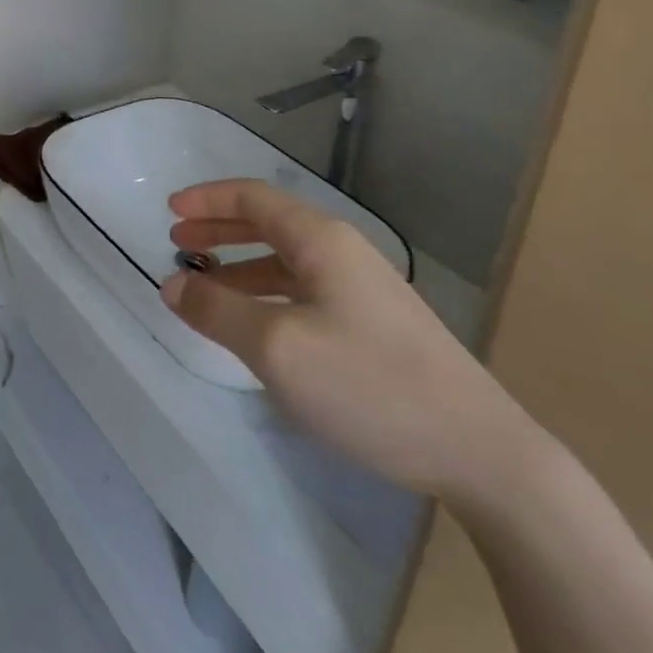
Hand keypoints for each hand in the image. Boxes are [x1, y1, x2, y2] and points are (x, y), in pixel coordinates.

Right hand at [161, 179, 535, 500]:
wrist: (483, 454)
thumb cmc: (370, 384)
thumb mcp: (276, 347)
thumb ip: (216, 310)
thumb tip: (172, 285)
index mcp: (321, 241)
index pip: (253, 197)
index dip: (207, 199)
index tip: (168, 211)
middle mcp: (343, 253)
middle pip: (268, 224)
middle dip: (219, 229)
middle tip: (178, 244)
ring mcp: (364, 291)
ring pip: (285, 262)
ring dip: (239, 266)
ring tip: (204, 288)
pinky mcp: (375, 327)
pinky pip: (304, 293)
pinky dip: (267, 295)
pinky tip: (255, 326)